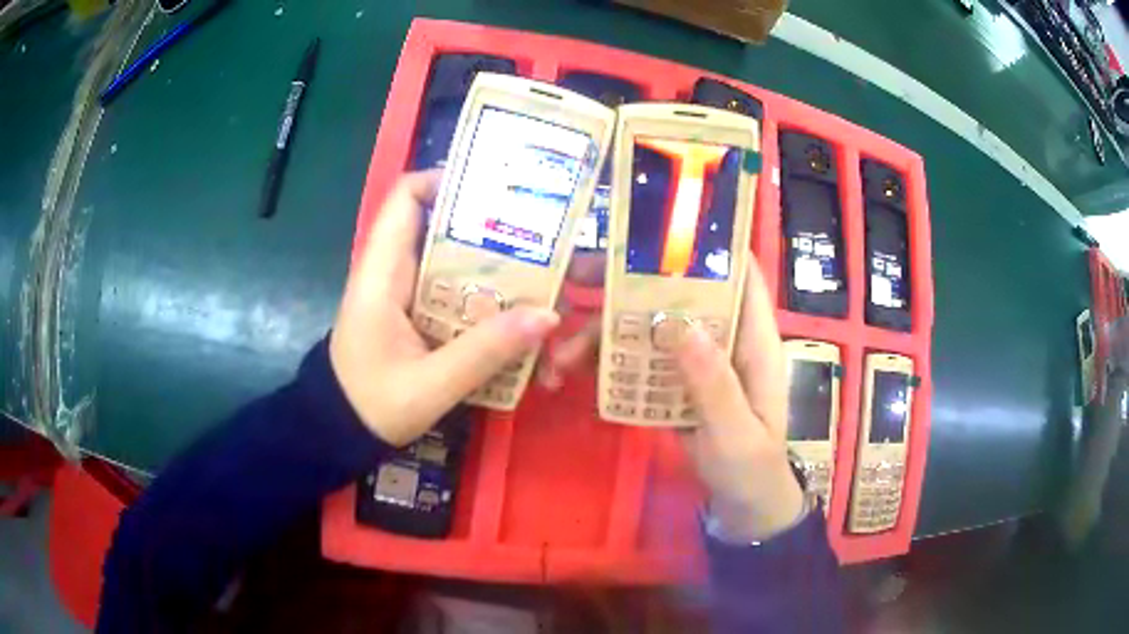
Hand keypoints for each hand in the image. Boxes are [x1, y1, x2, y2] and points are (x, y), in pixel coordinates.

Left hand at [329, 172, 559, 445]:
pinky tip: (514, 311)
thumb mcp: (430, 386)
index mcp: (381, 274)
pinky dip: (481, 293)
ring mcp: (401, 292)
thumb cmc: (370, 405)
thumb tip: (548, 316)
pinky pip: (450, 288)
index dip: (446, 180)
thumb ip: (485, 352)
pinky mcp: (411, 312)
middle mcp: (390, 271)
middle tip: (538, 236)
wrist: (338, 432)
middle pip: (438, 223)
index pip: (405, 198)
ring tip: (540, 271)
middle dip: (487, 225)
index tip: (497, 190)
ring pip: (449, 258)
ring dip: (490, 263)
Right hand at [538, 252, 804, 540]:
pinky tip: (570, 373)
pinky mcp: (672, 383)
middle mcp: (721, 338)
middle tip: (573, 276)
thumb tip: (680, 324)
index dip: (708, 245)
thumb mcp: (738, 434)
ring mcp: (693, 360)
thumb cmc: (753, 468)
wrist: (741, 506)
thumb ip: (714, 385)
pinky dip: (605, 364)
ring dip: (603, 333)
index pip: (739, 275)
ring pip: (647, 328)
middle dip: (628, 282)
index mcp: (753, 340)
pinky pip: (636, 362)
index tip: (658, 228)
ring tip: (560, 354)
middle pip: (678, 293)